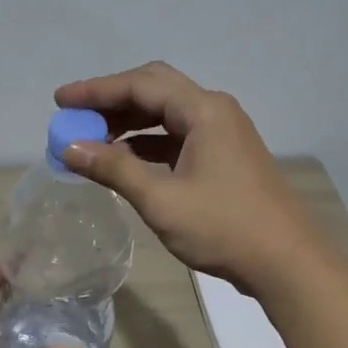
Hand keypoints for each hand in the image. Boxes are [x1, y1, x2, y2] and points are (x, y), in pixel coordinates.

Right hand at [54, 61, 324, 294]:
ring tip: (92, 140)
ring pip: (167, 115)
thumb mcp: (162, 200)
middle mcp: (215, 112)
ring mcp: (223, 134)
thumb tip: (70, 147)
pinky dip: (148, 143)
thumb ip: (114, 169)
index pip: (140, 85)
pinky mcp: (225, 157)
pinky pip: (178, 137)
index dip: (96, 90)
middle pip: (155, 90)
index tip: (60, 101)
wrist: (286, 262)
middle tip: (75, 116)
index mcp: (204, 111)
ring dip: (129, 123)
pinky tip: (125, 160)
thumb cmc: (223, 227)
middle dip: (112, 100)